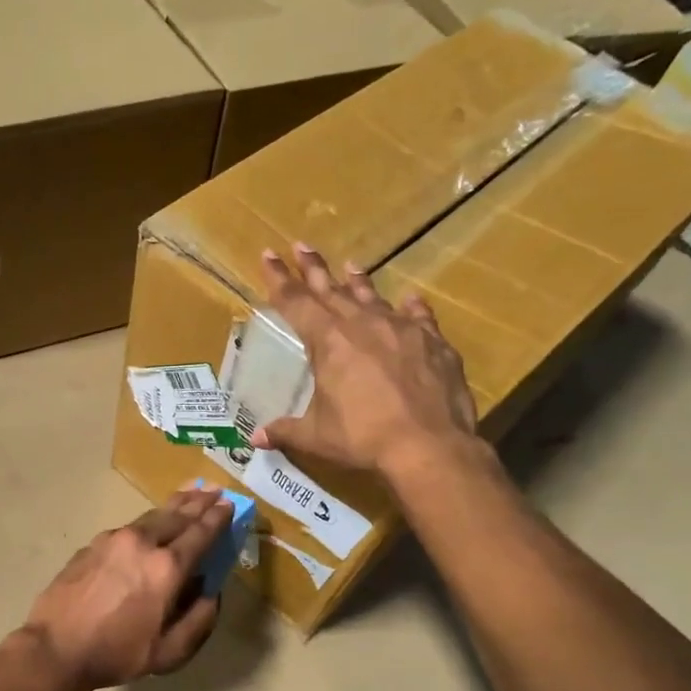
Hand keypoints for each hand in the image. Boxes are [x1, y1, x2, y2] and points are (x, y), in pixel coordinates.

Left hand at [23, 488, 231, 690]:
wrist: (56, 647)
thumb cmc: (116, 653)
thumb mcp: (168, 652)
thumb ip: (198, 621)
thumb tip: (211, 593)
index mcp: (167, 568)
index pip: (200, 534)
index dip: (217, 518)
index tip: (230, 504)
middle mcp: (143, 543)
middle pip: (177, 516)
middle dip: (199, 502)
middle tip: (215, 490)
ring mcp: (114, 539)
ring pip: (151, 516)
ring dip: (174, 504)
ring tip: (190, 492)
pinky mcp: (93, 544)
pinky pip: (129, 527)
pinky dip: (148, 520)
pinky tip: (151, 523)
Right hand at [251, 244, 482, 481]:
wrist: (429, 445)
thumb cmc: (363, 438)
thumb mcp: (316, 436)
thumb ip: (285, 431)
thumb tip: (256, 438)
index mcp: (328, 341)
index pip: (295, 302)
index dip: (279, 279)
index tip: (268, 254)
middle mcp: (363, 324)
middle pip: (331, 289)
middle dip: (313, 268)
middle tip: (300, 245)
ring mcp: (401, 330)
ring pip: (373, 297)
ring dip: (358, 282)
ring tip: (350, 265)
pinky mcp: (433, 342)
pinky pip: (418, 316)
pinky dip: (410, 308)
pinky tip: (410, 300)